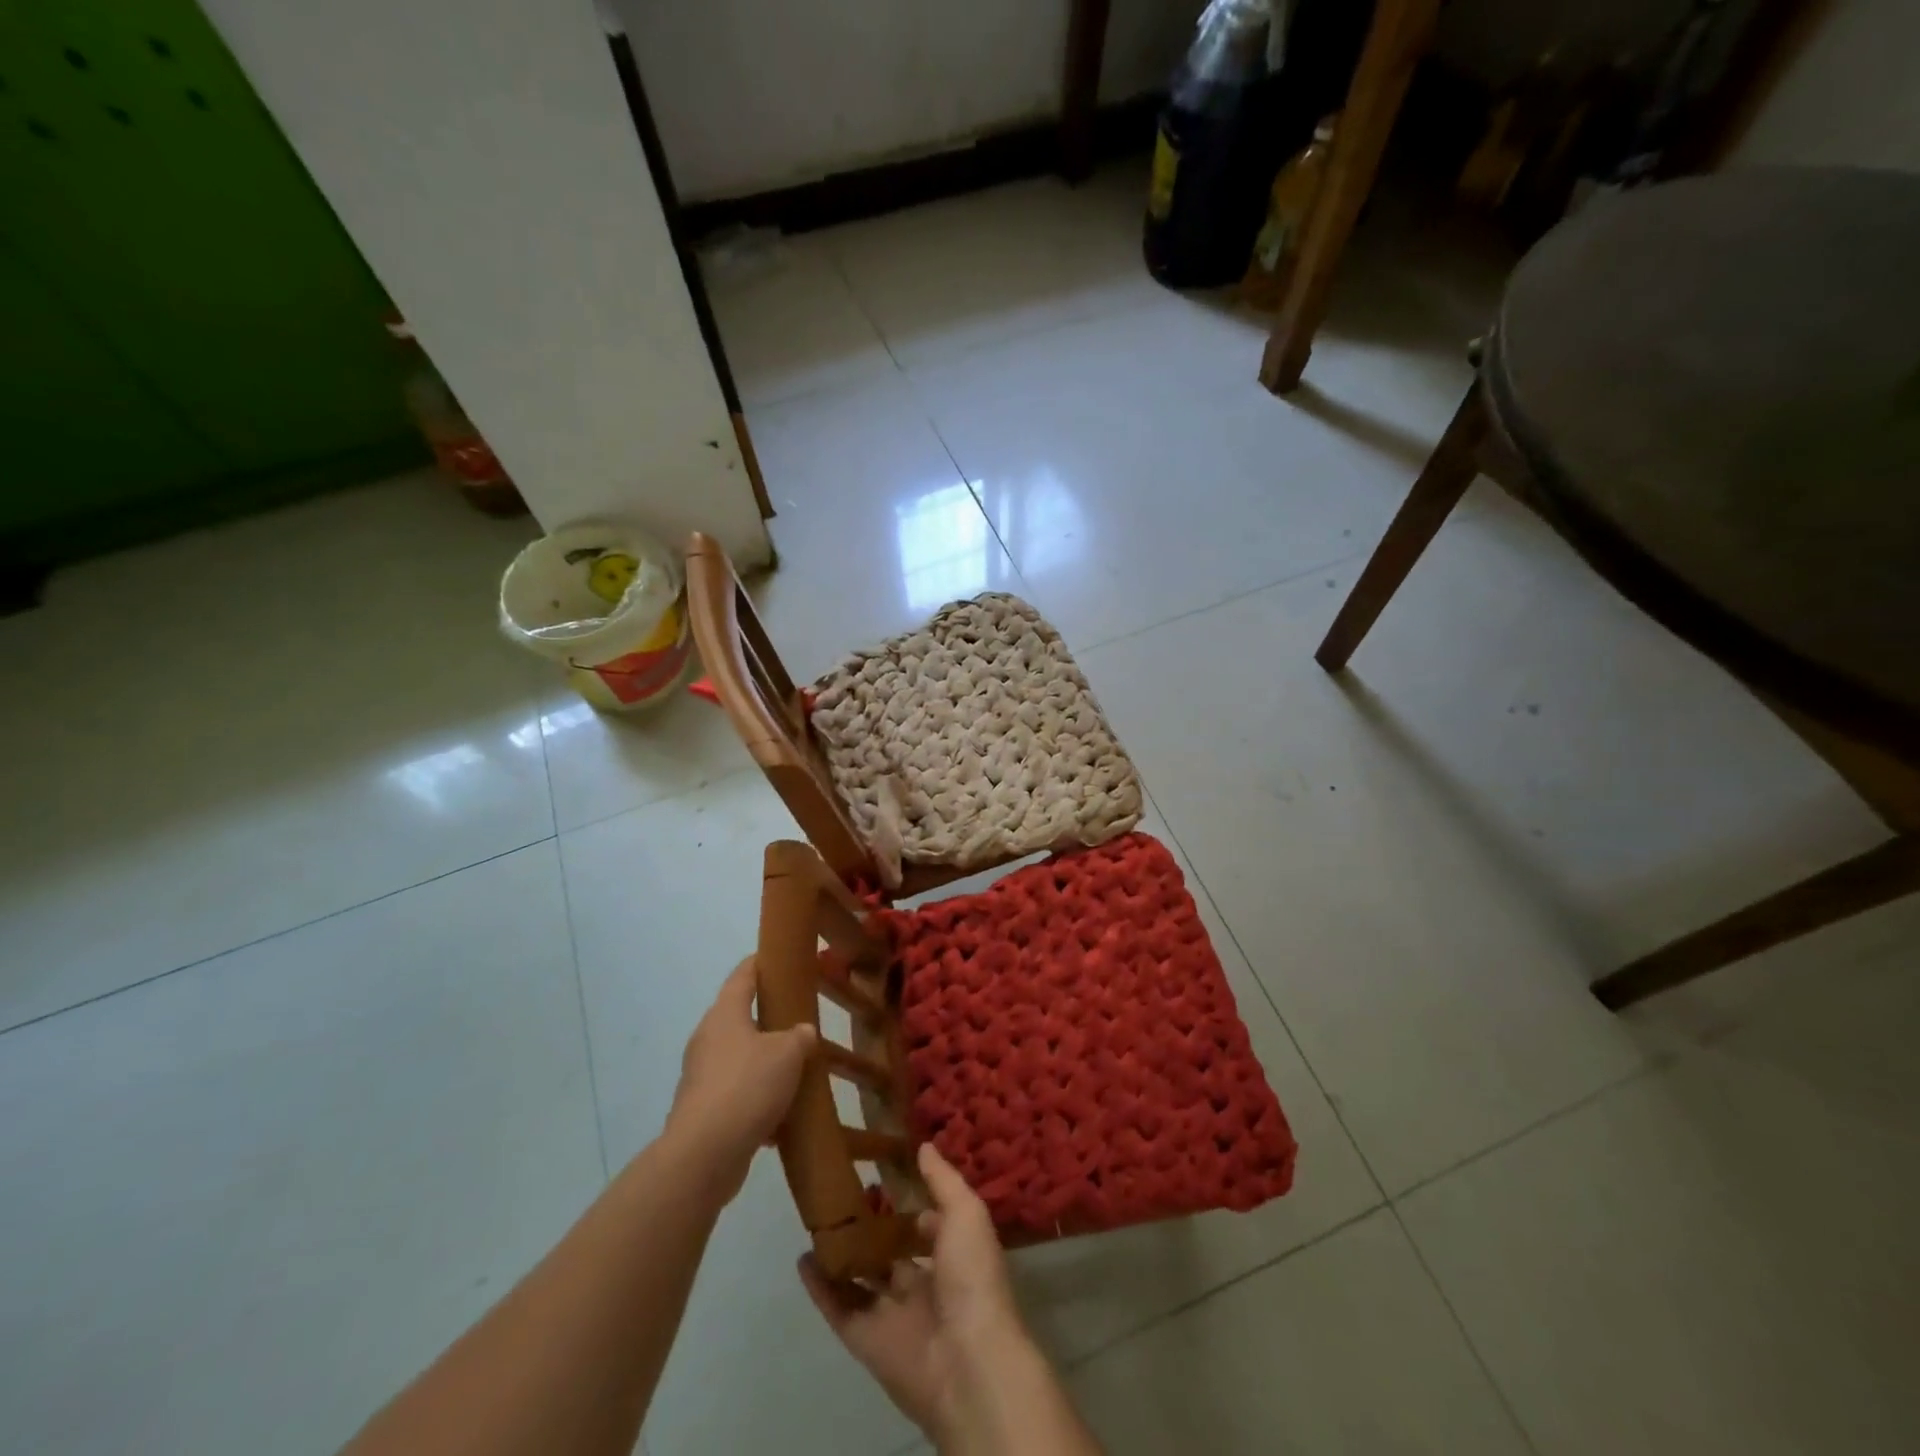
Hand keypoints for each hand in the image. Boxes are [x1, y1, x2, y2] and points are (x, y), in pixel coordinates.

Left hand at [665, 957, 815, 1203]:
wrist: (704, 1155)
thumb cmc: (747, 1087)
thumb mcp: (788, 1053)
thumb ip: (800, 1036)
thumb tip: (802, 1033)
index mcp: (725, 1013)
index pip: (743, 974)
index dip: (762, 962)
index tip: (780, 957)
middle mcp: (708, 1038)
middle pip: (740, 1016)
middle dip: (768, 1017)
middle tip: (799, 1017)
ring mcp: (701, 1075)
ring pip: (740, 1057)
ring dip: (764, 1062)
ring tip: (796, 1068)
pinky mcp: (703, 1109)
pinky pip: (736, 1093)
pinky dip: (758, 1098)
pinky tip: (782, 1115)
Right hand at [799, 1143, 1028, 1443]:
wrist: (968, 1362)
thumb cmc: (973, 1278)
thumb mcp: (967, 1213)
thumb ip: (943, 1180)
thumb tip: (923, 1145)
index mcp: (953, 1258)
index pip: (929, 1227)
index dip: (910, 1204)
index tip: (885, 1174)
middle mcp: (924, 1286)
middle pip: (891, 1255)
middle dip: (872, 1229)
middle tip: (844, 1194)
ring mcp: (893, 1315)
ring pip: (862, 1280)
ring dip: (842, 1255)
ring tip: (818, 1221)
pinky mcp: (866, 1340)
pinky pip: (839, 1308)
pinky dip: (821, 1287)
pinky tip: (804, 1259)